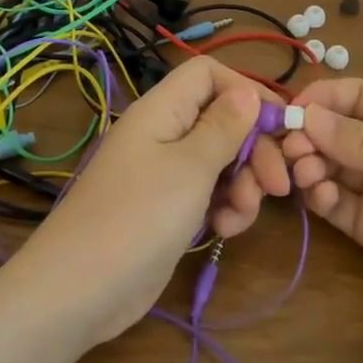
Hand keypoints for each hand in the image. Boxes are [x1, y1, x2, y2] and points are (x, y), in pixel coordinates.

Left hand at [8, 57, 291, 345]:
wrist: (81, 289)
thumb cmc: (139, 216)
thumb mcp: (191, 167)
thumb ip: (224, 127)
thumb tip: (247, 92)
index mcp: (162, 110)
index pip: (208, 74)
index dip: (246, 90)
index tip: (280, 124)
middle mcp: (163, 134)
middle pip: (222, 120)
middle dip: (255, 149)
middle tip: (278, 185)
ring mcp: (164, 174)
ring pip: (220, 161)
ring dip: (243, 185)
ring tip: (241, 216)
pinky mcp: (168, 209)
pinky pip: (207, 194)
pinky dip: (223, 208)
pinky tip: (225, 231)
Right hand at [280, 78, 362, 354]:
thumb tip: (305, 117)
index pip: (355, 96)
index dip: (320, 100)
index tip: (288, 115)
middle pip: (334, 131)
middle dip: (308, 136)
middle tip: (290, 154)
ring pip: (328, 166)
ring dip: (309, 165)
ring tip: (304, 176)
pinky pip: (335, 204)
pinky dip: (319, 197)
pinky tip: (320, 199)